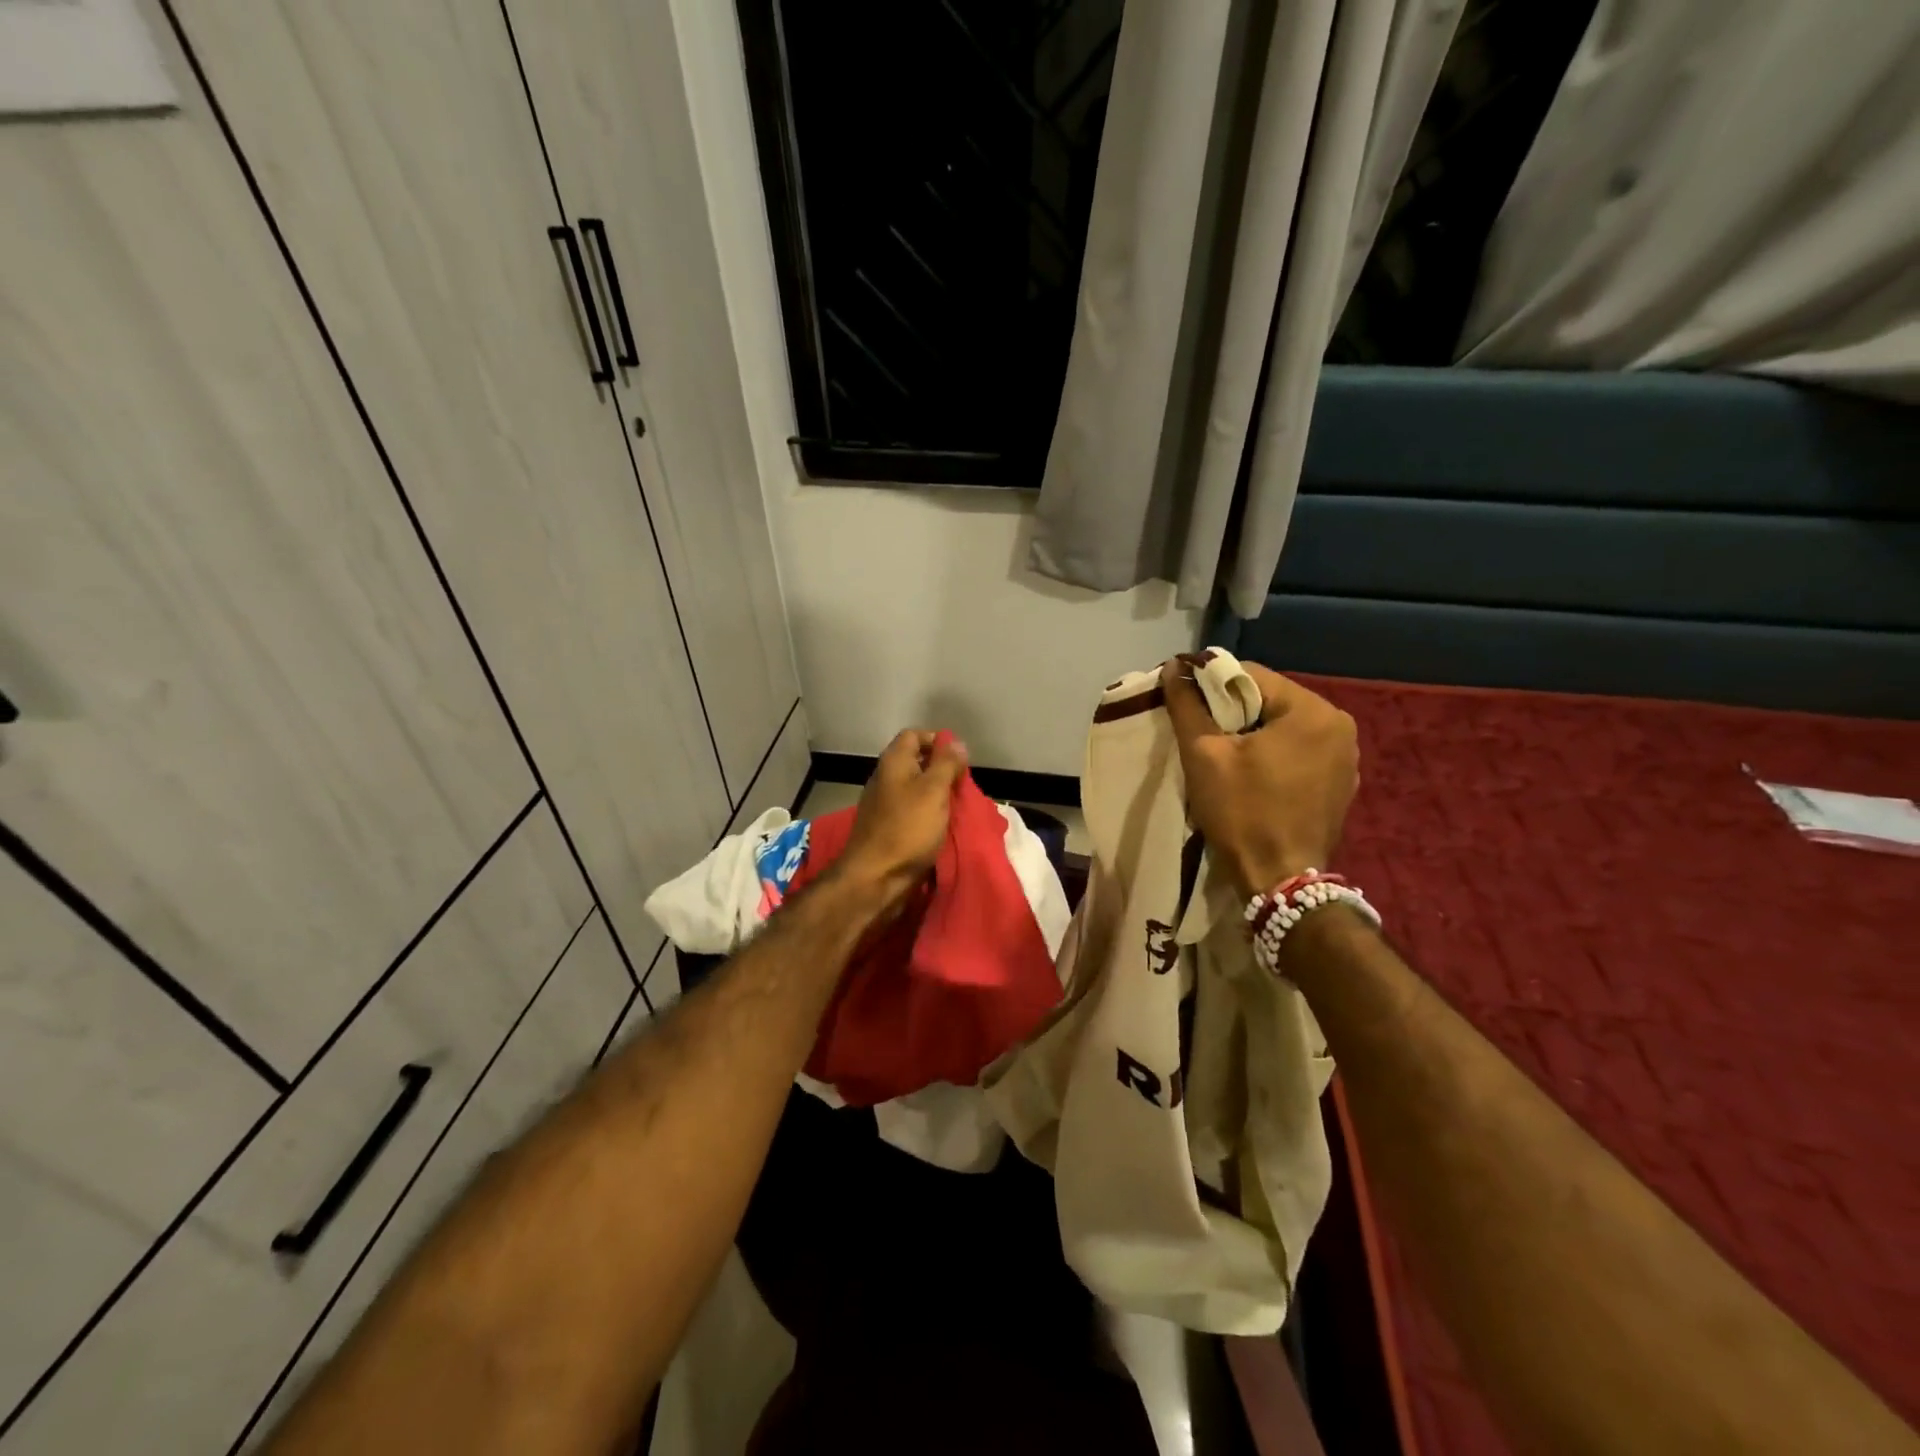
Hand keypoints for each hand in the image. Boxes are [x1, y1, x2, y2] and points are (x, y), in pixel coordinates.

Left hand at [833, 729, 968, 910]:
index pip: (915, 735)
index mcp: (893, 762)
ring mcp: (884, 805)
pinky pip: (912, 812)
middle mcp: (885, 778)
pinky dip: (928, 815)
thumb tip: (956, 743)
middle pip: (916, 762)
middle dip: (942, 770)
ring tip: (958, 807)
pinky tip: (943, 826)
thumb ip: (946, 764)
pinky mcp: (887, 828)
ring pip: (915, 789)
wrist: (875, 878)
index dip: (938, 741)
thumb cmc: (907, 829)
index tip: (960, 760)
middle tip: (963, 786)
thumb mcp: (934, 791)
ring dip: (937, 795)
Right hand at [1162, 658, 1358, 898]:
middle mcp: (1339, 725)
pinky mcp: (1340, 783)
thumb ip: (1187, 706)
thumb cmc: (1242, 812)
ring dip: (1252, 733)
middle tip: (1200, 732)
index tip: (1184, 703)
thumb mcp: (1204, 755)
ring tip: (1223, 756)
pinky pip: (1299, 751)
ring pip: (1284, 726)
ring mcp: (1345, 756)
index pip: (1251, 675)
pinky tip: (1251, 776)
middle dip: (1232, 711)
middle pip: (1270, 699)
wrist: (1280, 882)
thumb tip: (1172, 667)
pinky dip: (1273, 754)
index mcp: (1312, 711)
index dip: (1211, 684)